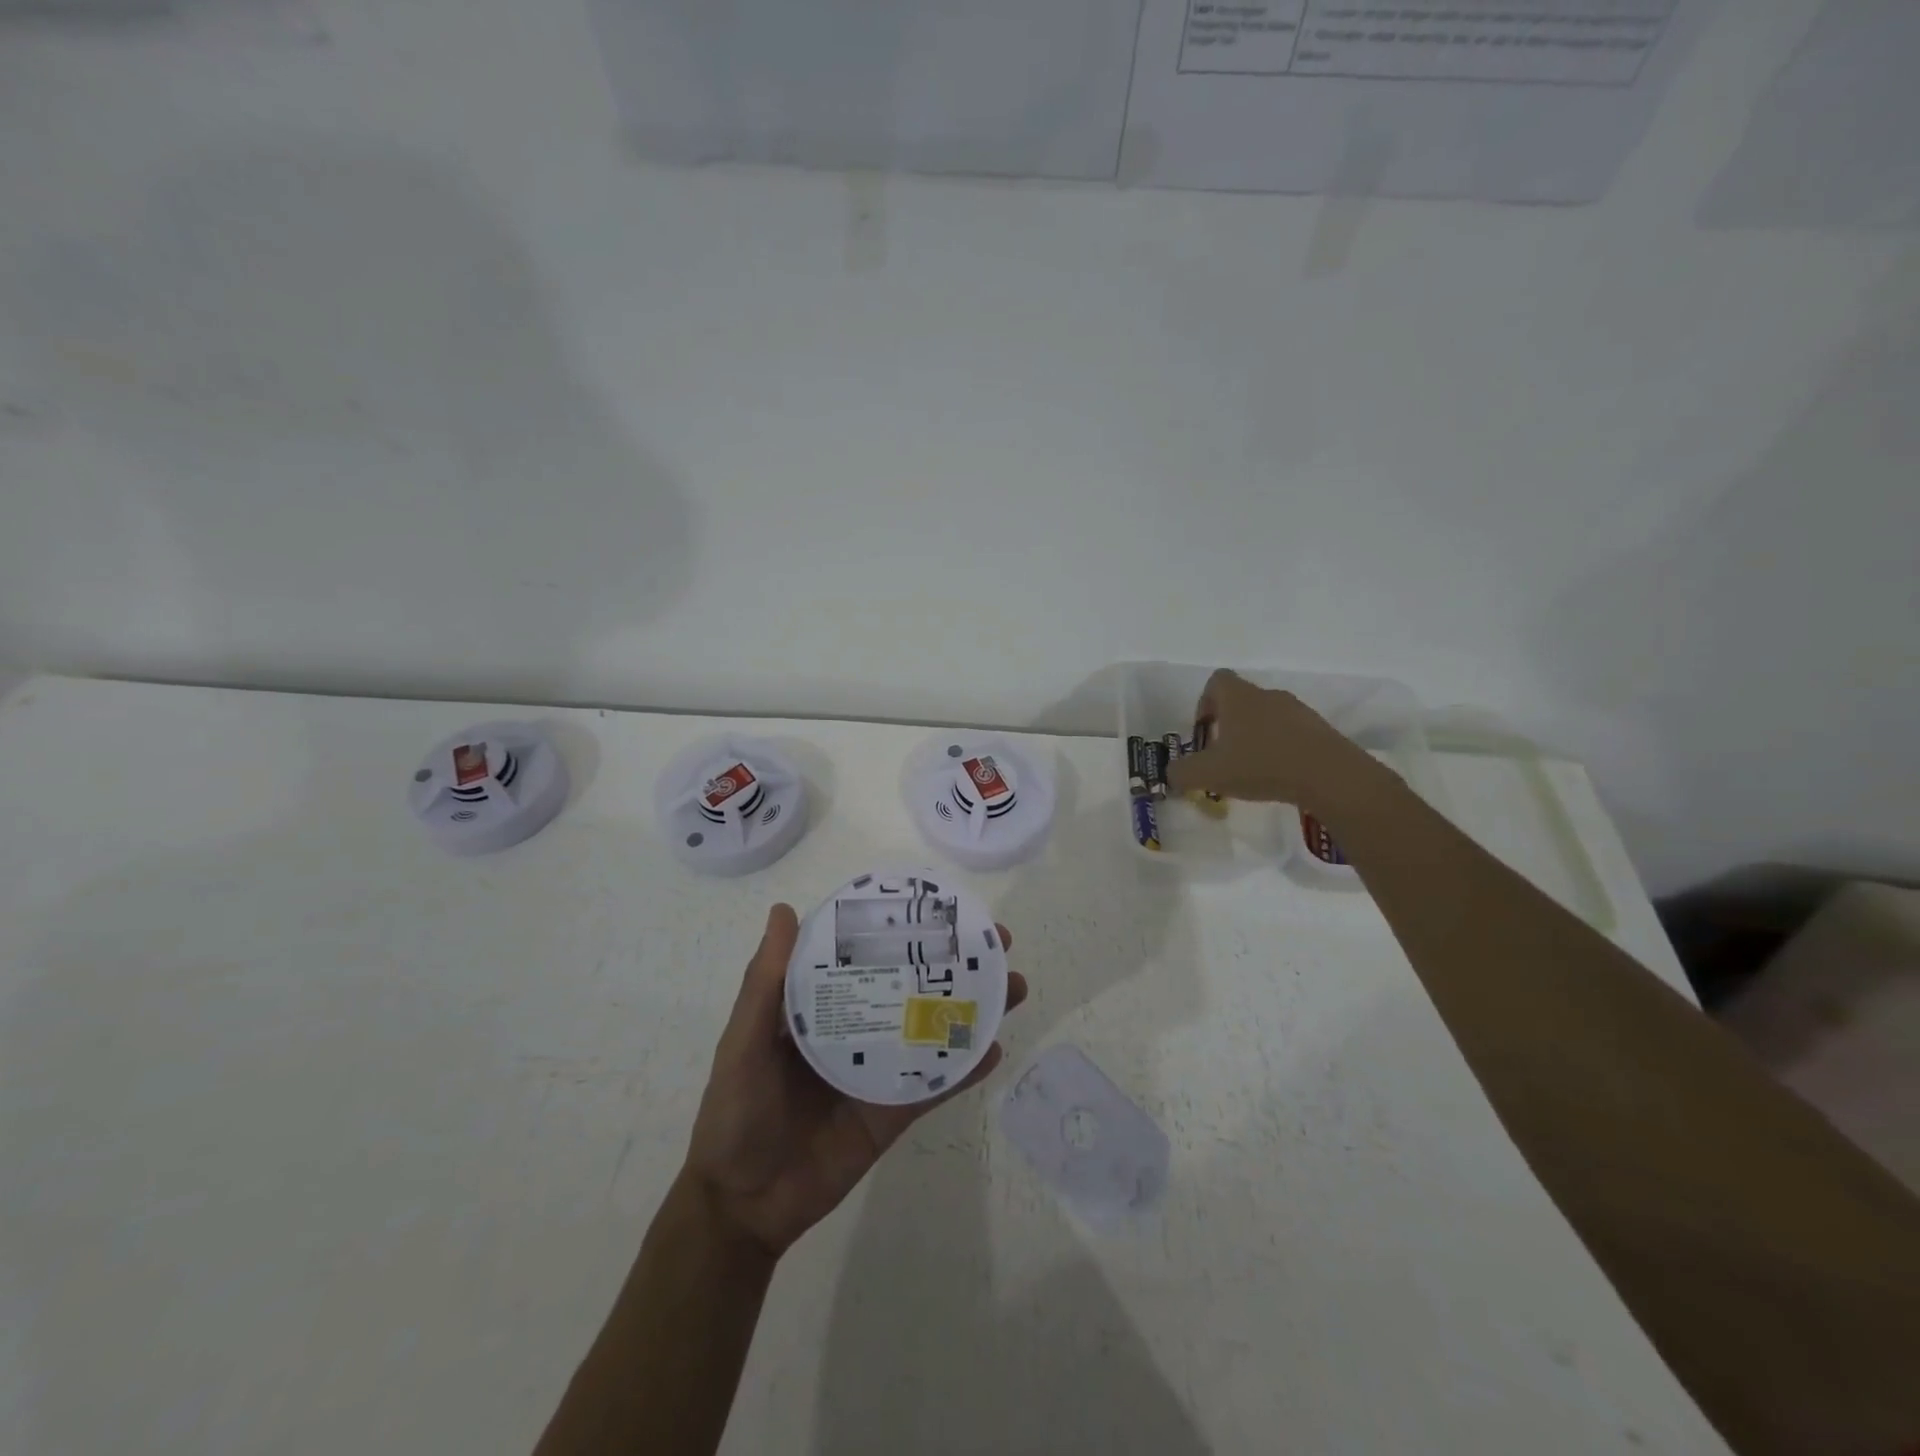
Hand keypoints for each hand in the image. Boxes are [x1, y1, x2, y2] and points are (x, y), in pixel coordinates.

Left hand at [683, 904, 1027, 1258]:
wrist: (744, 1205)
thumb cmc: (736, 1112)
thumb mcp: (745, 1040)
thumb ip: (765, 982)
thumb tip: (785, 910)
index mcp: (822, 1005)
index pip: (869, 954)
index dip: (904, 929)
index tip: (941, 908)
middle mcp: (858, 1028)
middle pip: (913, 986)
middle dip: (955, 964)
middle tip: (997, 943)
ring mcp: (880, 1069)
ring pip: (934, 1029)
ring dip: (973, 1008)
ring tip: (1012, 986)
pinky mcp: (894, 1111)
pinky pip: (936, 1085)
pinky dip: (965, 1068)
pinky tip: (995, 1048)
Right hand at [1165, 668, 1373, 806]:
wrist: (1328, 775)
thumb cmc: (1260, 765)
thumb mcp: (1208, 774)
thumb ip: (1181, 772)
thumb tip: (1172, 773)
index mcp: (1238, 697)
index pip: (1217, 681)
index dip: (1205, 703)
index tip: (1204, 732)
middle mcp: (1267, 695)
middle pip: (1241, 701)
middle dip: (1228, 727)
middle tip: (1223, 757)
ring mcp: (1297, 711)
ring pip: (1266, 718)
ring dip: (1255, 739)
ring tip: (1251, 771)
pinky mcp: (1319, 730)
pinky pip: (1291, 734)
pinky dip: (1280, 750)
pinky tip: (1279, 777)